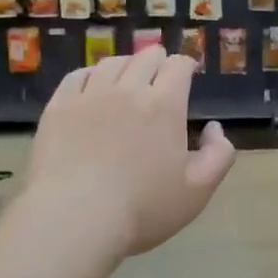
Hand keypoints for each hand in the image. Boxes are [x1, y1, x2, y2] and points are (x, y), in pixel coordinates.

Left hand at [26, 47, 237, 258]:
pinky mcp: (58, 108)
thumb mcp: (198, 191)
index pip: (179, 65)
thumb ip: (219, 155)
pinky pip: (76, 77)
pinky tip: (91, 86)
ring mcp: (89, 96)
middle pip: (146, 57)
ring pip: (111, 63)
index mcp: (164, 105)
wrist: (73, 219)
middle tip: (160, 75)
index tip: (189, 74)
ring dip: (126, 65)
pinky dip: (90, 75)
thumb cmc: (142, 209)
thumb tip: (214, 128)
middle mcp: (128, 89)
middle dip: (158, 61)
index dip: (186, 65)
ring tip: (127, 78)